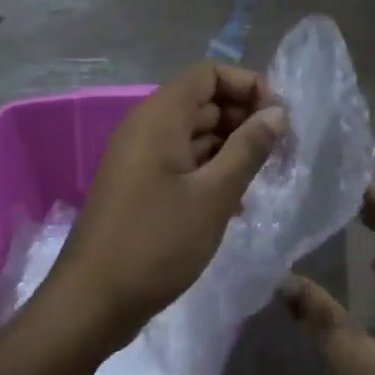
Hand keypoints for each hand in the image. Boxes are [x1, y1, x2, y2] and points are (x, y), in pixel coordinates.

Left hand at [52, 62, 285, 350]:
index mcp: (160, 117)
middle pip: (203, 102)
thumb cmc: (156, 242)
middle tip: (281, 150)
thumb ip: (248, 148)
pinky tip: (238, 202)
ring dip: (231, 148)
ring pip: (195, 134)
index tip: (279, 117)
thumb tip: (277, 112)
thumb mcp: (213, 195)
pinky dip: (211, 171)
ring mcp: (141, 158)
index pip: (209, 74)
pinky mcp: (141, 187)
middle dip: (244, 118)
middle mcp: (147, 128)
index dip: (247, 85)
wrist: (93, 301)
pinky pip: (182, 162)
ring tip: (266, 177)